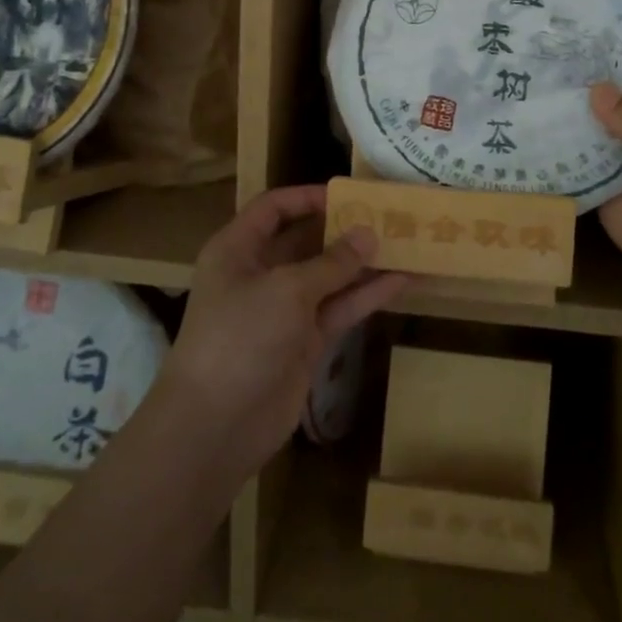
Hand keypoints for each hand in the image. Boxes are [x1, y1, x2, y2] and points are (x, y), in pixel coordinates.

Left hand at [162, 185, 407, 477]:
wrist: (216, 427)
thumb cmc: (240, 338)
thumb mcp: (286, 290)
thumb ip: (332, 262)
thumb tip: (369, 234)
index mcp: (238, 250)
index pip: (273, 208)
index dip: (308, 197)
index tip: (349, 194)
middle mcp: (260, 274)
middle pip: (305, 240)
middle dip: (344, 229)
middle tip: (388, 215)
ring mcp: (284, 310)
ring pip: (329, 276)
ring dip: (363, 263)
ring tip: (406, 243)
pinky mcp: (305, 342)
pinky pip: (339, 309)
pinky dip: (367, 296)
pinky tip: (402, 281)